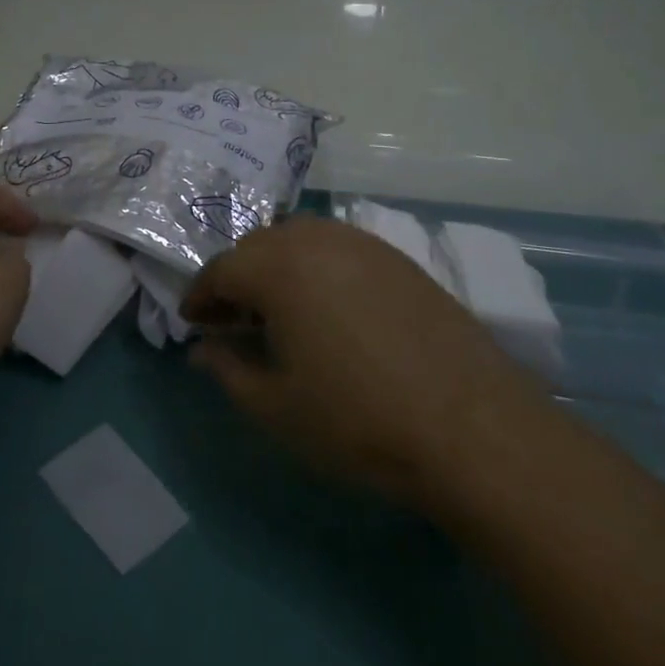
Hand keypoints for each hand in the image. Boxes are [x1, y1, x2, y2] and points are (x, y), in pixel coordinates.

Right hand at [182, 217, 543, 509]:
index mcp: (278, 267)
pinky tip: (329, 306)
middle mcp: (315, 238)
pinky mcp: (397, 257)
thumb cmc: (357, 419)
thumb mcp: (276, 407)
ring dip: (276, 267)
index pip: (221, 269)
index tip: (192, 322)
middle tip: (232, 319)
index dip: (200, 295)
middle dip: (236, 278)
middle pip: (258, 247)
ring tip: (279, 310)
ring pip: (299, 239)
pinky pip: (338, 247)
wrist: (471, 427)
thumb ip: (228, 371)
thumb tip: (202, 350)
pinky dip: (317, 266)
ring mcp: (361, 243)